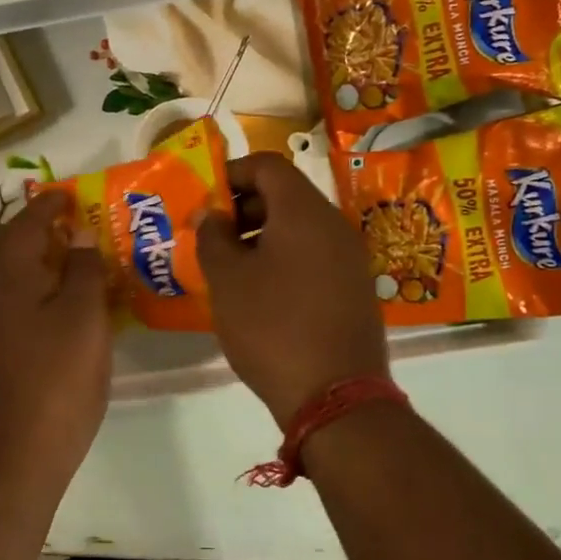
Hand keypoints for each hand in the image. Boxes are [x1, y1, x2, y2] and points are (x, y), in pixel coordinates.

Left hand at [0, 189, 112, 495]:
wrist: (20, 450)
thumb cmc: (58, 378)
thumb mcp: (85, 317)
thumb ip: (83, 270)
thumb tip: (80, 238)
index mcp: (12, 274)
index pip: (28, 223)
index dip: (51, 205)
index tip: (74, 194)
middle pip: (10, 244)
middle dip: (38, 226)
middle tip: (74, 220)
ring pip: (11, 272)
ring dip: (36, 255)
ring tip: (73, 254)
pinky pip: (16, 298)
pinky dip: (37, 284)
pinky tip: (63, 299)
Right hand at [197, 153, 388, 425]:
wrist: (336, 394)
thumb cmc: (272, 327)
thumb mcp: (228, 281)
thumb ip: (213, 237)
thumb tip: (212, 214)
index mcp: (303, 211)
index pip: (268, 165)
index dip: (231, 173)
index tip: (204, 199)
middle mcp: (334, 225)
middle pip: (286, 195)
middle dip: (243, 208)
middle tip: (212, 237)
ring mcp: (351, 258)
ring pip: (300, 228)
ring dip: (262, 237)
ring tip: (231, 269)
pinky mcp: (356, 289)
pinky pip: (314, 257)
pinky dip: (284, 260)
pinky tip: (262, 294)